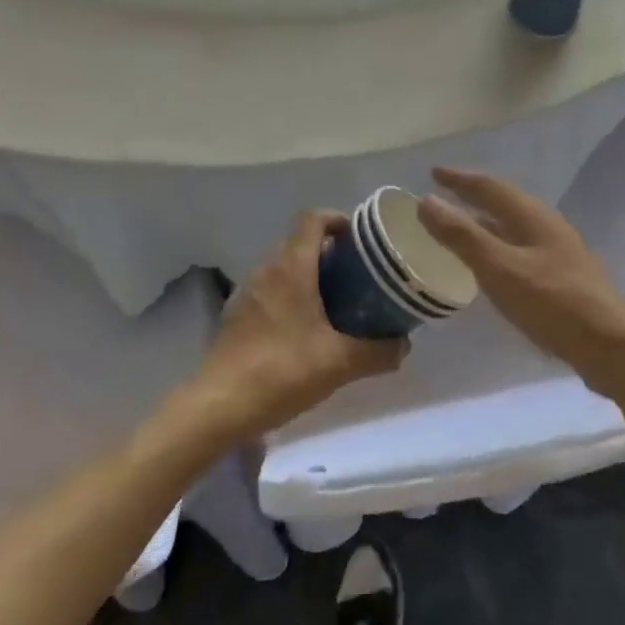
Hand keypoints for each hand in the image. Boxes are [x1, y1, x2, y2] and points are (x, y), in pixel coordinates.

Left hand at [185, 212, 406, 441]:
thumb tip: (404, 346)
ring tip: (336, 301)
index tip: (360, 239)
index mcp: (291, 268)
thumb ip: (378, 352)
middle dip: (329, 251)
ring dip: (308, 275)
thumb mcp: (340, 363)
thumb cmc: (282, 371)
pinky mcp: (236, 316)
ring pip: (283, 268)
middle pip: (299, 243)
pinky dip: (290, 296)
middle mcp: (266, 270)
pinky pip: (269, 291)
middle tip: (357, 274)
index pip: (312, 219)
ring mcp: (247, 292)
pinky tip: (305, 329)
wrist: (219, 406)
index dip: (338, 220)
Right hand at [417, 168, 624, 399]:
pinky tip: (490, 269)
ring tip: (459, 230)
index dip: (459, 179)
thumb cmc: (553, 303)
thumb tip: (426, 201)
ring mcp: (557, 254)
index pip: (490, 187)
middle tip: (442, 199)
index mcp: (532, 217)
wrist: (611, 347)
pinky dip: (496, 249)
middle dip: (471, 199)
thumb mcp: (500, 268)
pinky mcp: (561, 280)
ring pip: (512, 229)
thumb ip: (462, 236)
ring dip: (484, 225)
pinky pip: (519, 252)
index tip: (433, 173)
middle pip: (503, 205)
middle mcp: (546, 228)